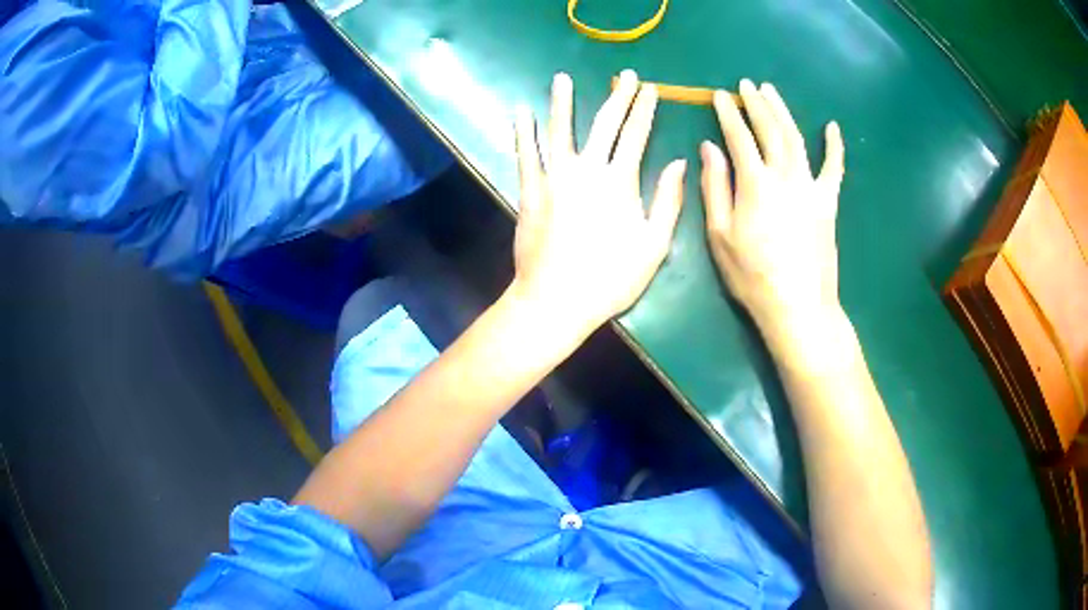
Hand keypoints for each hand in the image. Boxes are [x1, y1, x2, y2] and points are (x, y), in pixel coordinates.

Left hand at [509, 70, 686, 337]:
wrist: (557, 300)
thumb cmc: (610, 278)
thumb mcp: (654, 245)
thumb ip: (669, 200)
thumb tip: (680, 162)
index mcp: (621, 181)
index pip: (636, 134)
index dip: (645, 109)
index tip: (650, 88)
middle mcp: (587, 169)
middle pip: (604, 123)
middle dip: (618, 96)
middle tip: (626, 75)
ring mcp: (554, 177)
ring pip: (560, 129)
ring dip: (563, 102)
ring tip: (562, 79)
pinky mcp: (530, 190)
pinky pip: (526, 154)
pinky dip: (523, 132)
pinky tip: (521, 112)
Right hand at [702, 79, 844, 334]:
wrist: (798, 305)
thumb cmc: (752, 275)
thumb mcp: (720, 235)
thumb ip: (715, 187)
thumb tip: (709, 148)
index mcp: (755, 183)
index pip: (738, 137)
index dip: (727, 113)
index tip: (719, 95)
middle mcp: (785, 175)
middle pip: (770, 129)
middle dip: (756, 103)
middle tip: (747, 85)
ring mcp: (811, 187)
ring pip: (797, 139)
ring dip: (783, 112)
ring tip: (771, 92)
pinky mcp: (829, 202)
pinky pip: (834, 168)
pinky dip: (834, 147)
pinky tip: (833, 127)